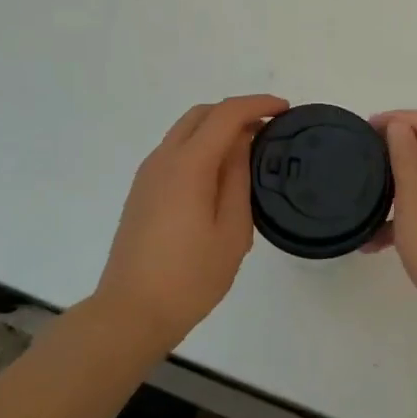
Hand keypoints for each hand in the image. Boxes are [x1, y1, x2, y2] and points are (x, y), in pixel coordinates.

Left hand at [94, 95, 287, 351]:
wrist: (130, 313)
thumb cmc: (189, 277)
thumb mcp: (231, 231)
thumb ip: (238, 179)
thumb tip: (242, 144)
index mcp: (188, 165)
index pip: (226, 114)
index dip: (258, 105)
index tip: (285, 110)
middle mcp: (163, 159)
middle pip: (202, 114)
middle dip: (237, 112)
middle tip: (268, 129)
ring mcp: (148, 174)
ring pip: (185, 131)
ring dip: (217, 128)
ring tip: (249, 150)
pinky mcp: (142, 191)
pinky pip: (175, 151)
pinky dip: (201, 146)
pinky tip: (219, 173)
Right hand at [372, 110, 416, 336]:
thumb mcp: (414, 197)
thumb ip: (405, 155)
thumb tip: (400, 125)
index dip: (397, 118)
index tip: (366, 129)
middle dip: (398, 149)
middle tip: (366, 159)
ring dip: (402, 186)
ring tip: (370, 204)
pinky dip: (414, 212)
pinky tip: (383, 241)